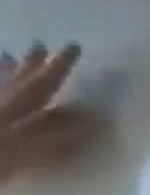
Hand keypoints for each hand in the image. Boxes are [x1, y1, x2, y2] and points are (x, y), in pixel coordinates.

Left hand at [0, 43, 103, 182]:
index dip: (59, 65)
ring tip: (6, 56)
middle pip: (15, 81)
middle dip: (29, 64)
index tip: (72, 46)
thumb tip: (95, 116)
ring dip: (3, 72)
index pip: (43, 83)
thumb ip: (58, 132)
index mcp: (16, 110)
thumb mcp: (27, 150)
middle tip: (38, 44)